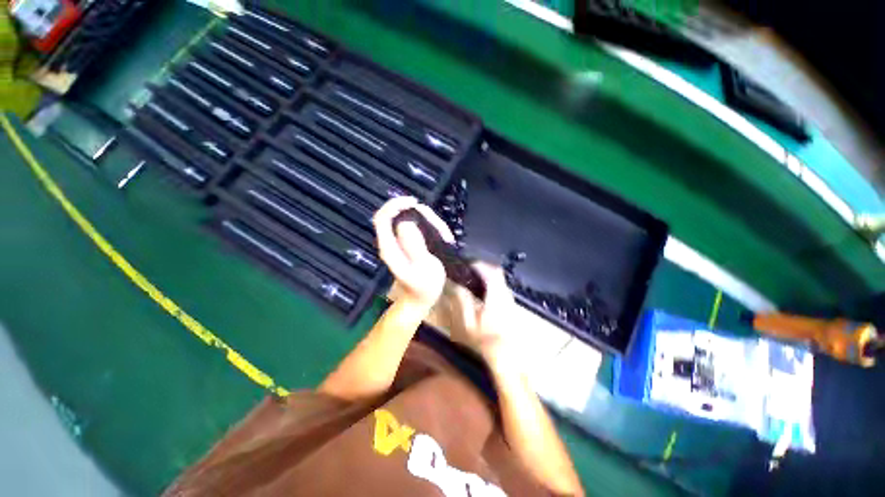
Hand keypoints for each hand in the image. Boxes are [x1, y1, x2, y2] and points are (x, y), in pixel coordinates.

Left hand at [373, 197, 453, 307]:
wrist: (420, 300)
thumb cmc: (424, 288)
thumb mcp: (424, 268)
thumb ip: (415, 246)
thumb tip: (406, 222)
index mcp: (389, 248)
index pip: (382, 218)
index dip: (394, 205)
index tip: (414, 202)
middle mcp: (390, 242)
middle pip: (397, 215)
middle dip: (419, 214)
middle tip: (440, 228)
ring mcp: (399, 242)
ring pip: (409, 219)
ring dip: (428, 221)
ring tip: (445, 236)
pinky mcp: (408, 243)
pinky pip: (417, 226)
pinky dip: (430, 226)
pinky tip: (443, 237)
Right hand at [451, 263, 517, 363]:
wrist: (507, 357)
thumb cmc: (486, 340)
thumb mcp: (469, 321)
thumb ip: (462, 300)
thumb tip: (454, 284)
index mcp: (496, 295)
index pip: (491, 271)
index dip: (479, 265)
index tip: (467, 264)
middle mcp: (506, 294)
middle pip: (497, 273)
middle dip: (483, 269)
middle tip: (468, 271)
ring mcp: (510, 300)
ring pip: (500, 281)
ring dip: (487, 277)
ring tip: (472, 280)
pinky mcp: (511, 306)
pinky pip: (500, 289)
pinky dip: (491, 285)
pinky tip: (482, 294)